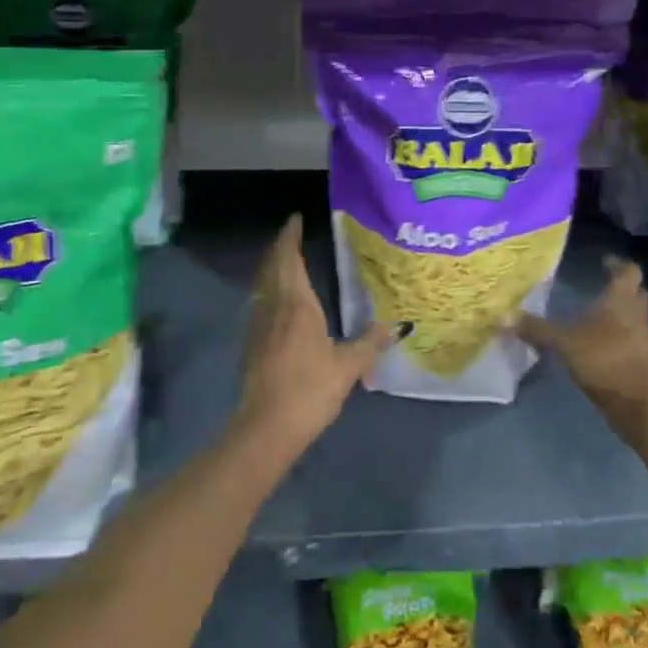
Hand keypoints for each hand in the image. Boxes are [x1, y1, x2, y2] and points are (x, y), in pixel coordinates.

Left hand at [237, 215, 397, 459]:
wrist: (266, 428)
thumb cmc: (309, 389)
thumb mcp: (347, 367)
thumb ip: (370, 343)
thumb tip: (395, 326)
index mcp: (296, 304)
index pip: (288, 259)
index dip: (289, 237)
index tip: (295, 219)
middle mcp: (273, 307)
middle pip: (272, 267)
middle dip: (280, 248)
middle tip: (292, 234)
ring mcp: (258, 325)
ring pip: (263, 285)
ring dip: (272, 268)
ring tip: (286, 262)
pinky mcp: (252, 344)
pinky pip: (261, 303)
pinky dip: (269, 290)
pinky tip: (279, 302)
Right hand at [512, 257, 647, 441]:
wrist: (639, 404)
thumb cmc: (605, 359)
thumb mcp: (564, 343)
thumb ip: (537, 329)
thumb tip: (503, 316)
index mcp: (620, 299)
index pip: (629, 272)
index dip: (618, 264)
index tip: (604, 261)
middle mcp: (635, 314)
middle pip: (635, 293)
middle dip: (621, 288)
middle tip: (600, 285)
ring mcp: (642, 339)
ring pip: (634, 317)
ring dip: (620, 313)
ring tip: (595, 314)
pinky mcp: (642, 361)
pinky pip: (631, 339)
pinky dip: (618, 337)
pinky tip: (598, 343)